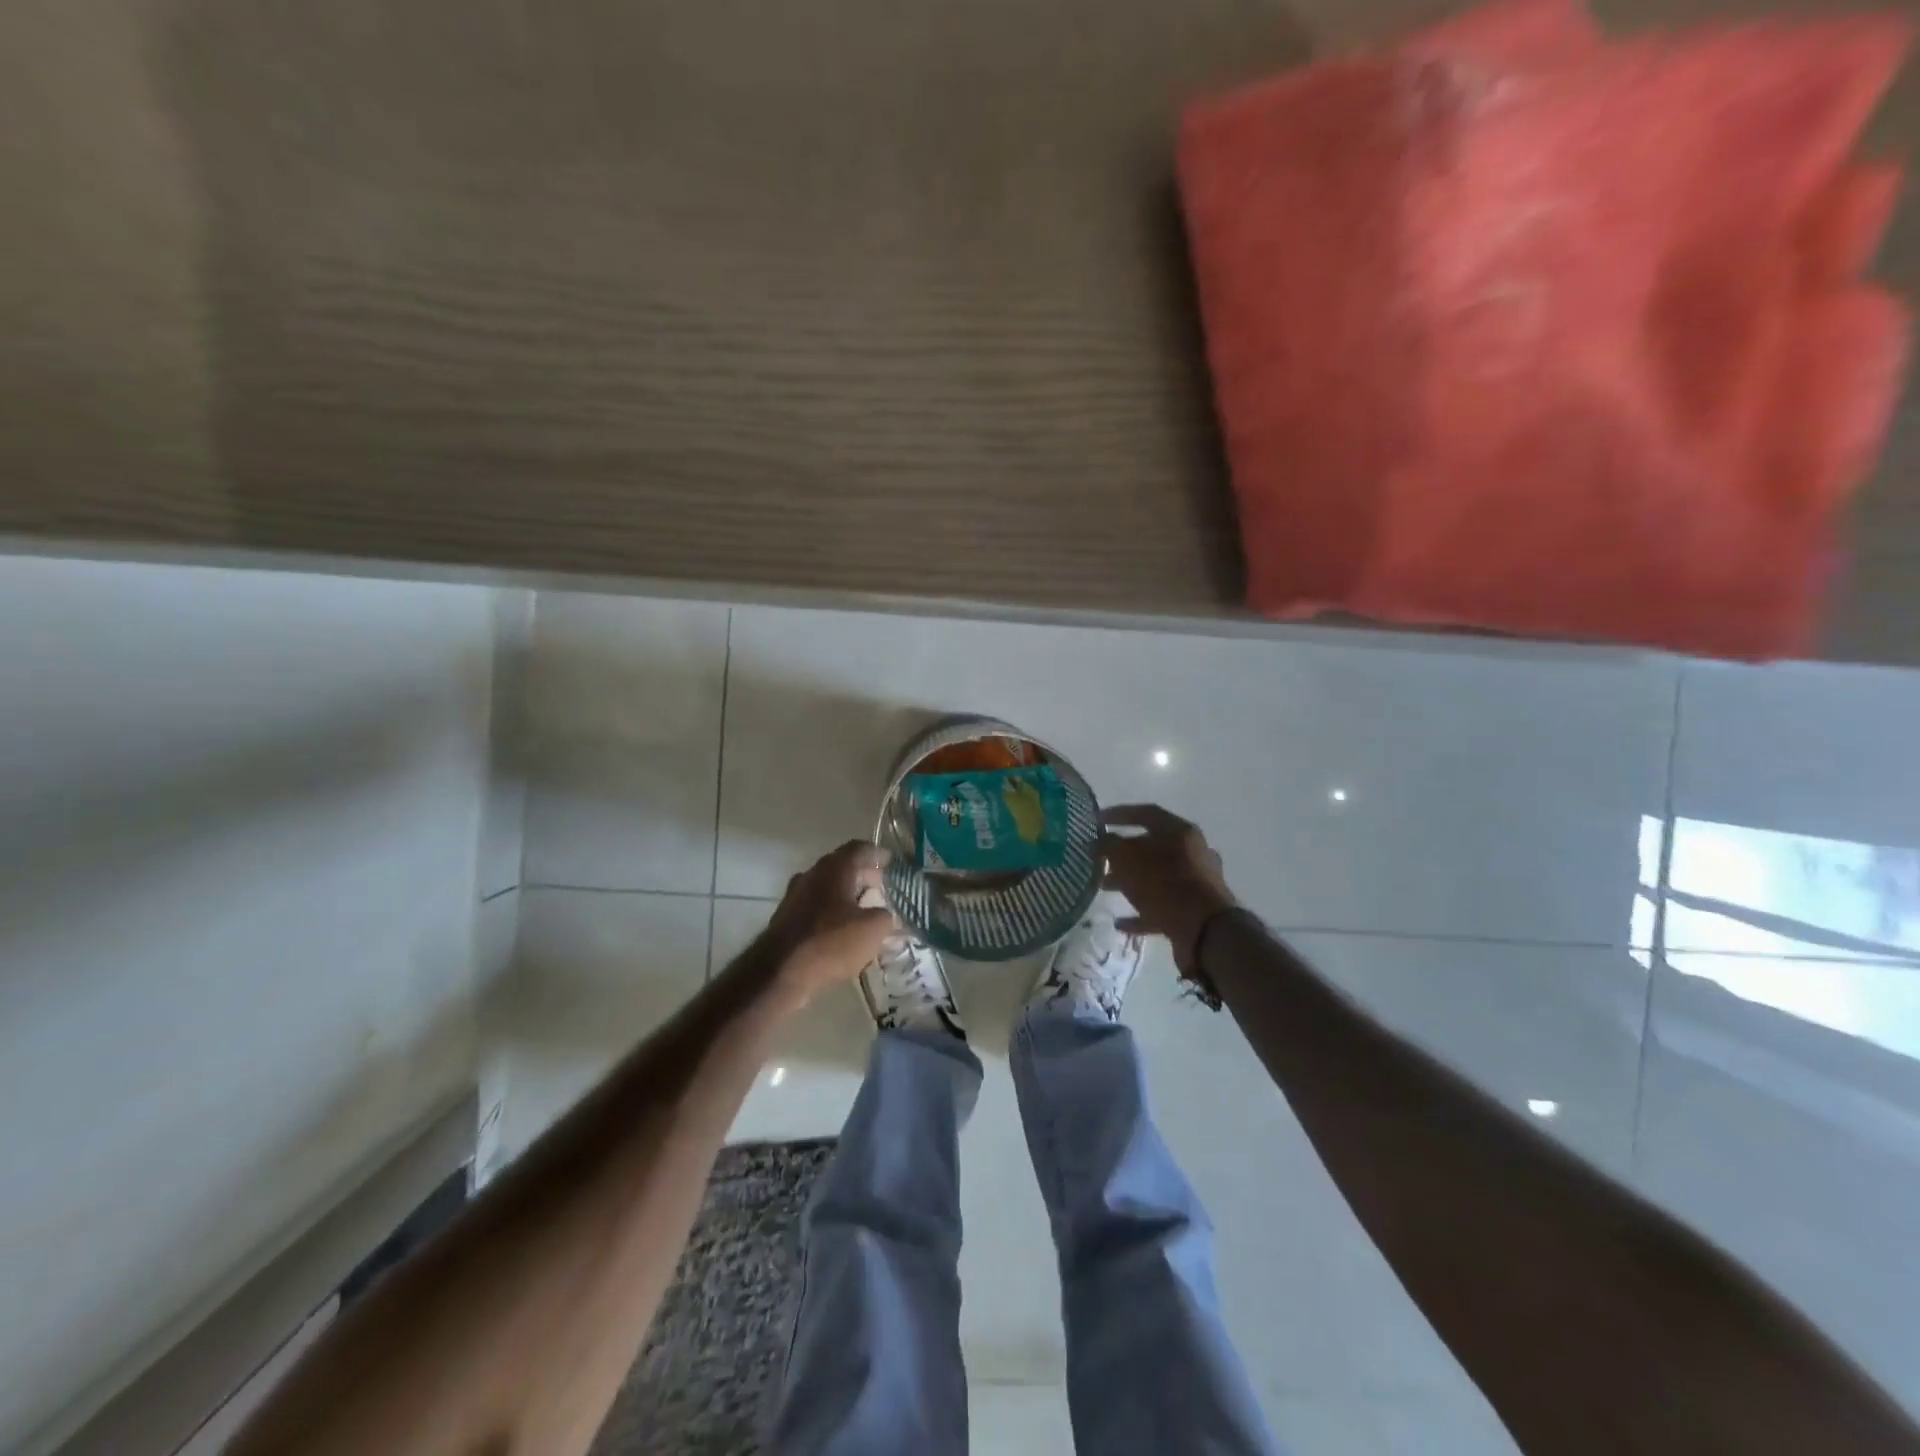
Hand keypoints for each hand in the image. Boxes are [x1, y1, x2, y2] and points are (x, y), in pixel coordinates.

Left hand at [764, 840, 897, 1000]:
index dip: (877, 854)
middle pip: (842, 866)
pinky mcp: (786, 917)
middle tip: (880, 887)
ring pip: (827, 886)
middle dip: (863, 875)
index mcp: (835, 868)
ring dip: (846, 894)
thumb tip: (886, 915)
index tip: (890, 861)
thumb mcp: (873, 929)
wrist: (780, 970)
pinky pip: (815, 905)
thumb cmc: (831, 941)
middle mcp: (812, 874)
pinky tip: (841, 929)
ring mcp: (795, 895)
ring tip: (863, 910)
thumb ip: (886, 917)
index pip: (859, 848)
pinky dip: (831, 910)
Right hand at [1101, 804, 1238, 978]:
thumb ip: (1109, 846)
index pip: (1145, 813)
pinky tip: (1121, 922)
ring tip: (1104, 889)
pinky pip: (1163, 906)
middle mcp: (1193, 852)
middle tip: (1099, 860)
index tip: (1097, 821)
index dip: (1119, 814)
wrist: (1205, 931)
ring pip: (1157, 877)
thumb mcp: (1127, 859)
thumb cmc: (1164, 884)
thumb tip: (1100, 841)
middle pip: (1152, 847)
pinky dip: (1142, 912)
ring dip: (1130, 882)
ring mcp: (1197, 883)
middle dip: (1122, 854)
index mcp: (1180, 831)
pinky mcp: (1195, 910)